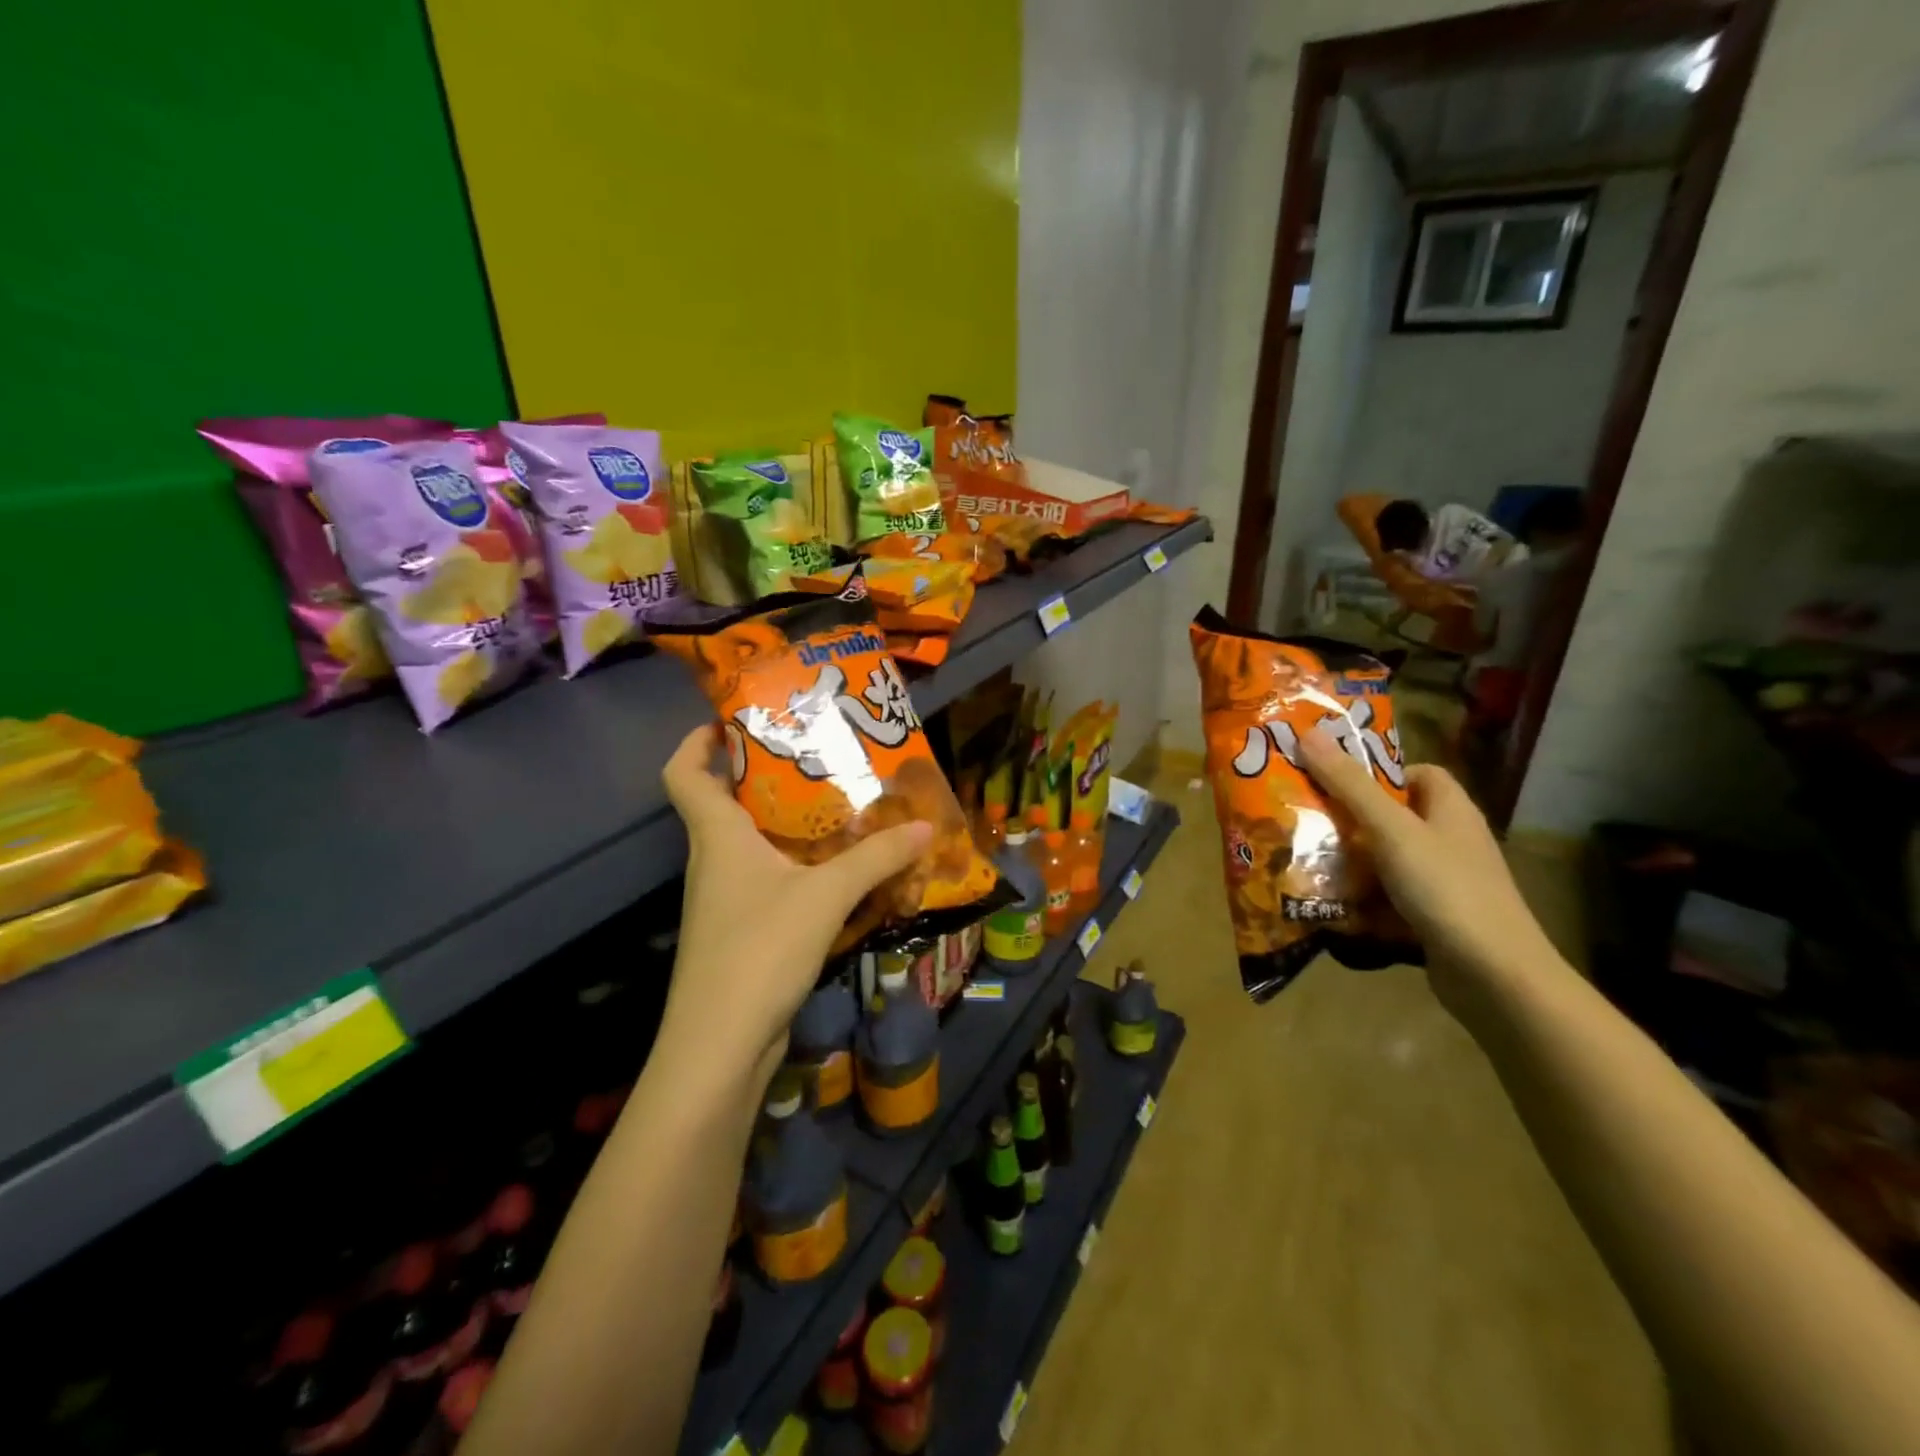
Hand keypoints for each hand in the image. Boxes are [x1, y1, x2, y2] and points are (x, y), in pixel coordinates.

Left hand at [659, 724, 932, 1079]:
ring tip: (842, 806)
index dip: (699, 740)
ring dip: (791, 823)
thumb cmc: (759, 950)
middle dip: (768, 774)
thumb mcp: (826, 895)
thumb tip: (926, 825)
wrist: (720, 1047)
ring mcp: (726, 898)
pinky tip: (840, 870)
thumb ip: (877, 858)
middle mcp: (714, 859)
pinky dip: (800, 866)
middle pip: (727, 801)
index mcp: (717, 835)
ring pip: (753, 843)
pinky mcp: (743, 930)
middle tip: (819, 756)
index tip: (736, 721)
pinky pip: (771, 879)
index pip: (684, 772)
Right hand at [1297, 732, 1563, 1004]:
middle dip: (1349, 817)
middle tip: (1303, 816)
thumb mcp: (1391, 829)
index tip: (1333, 779)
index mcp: (1450, 809)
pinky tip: (1327, 902)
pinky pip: (1388, 897)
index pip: (1416, 773)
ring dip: (1349, 860)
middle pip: (1394, 816)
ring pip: (1386, 859)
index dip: (1377, 771)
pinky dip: (1361, 898)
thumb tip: (1307, 733)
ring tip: (1302, 857)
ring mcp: (1444, 882)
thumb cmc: (1445, 888)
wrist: (1495, 977)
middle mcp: (1450, 840)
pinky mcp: (1433, 918)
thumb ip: (1349, 784)